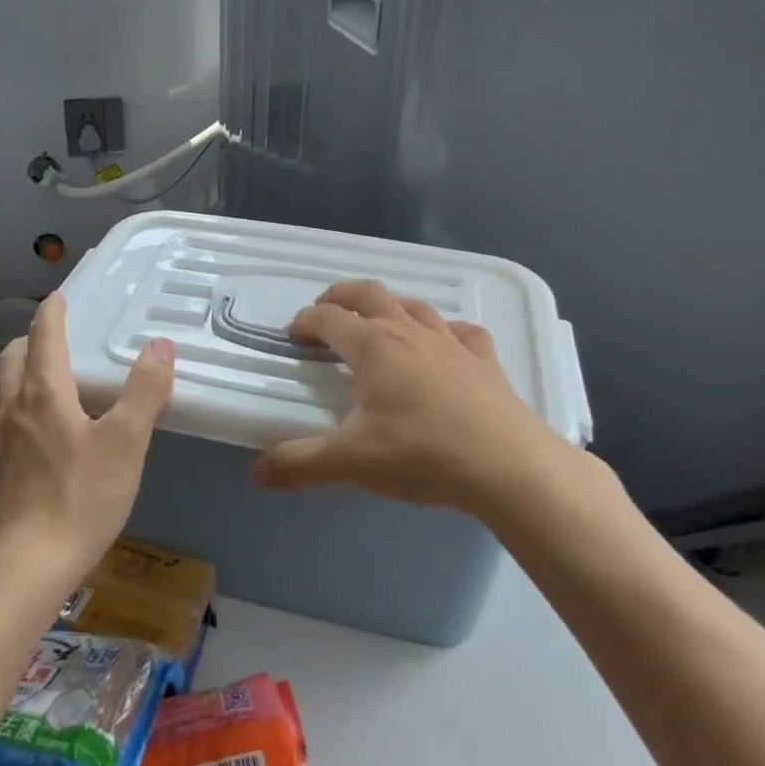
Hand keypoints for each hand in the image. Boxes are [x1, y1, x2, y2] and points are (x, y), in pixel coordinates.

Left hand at [0, 294, 175, 584]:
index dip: (51, 312)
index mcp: (44, 393)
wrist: (21, 570)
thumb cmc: (79, 499)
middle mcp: (12, 409)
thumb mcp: (126, 443)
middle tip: (51, 339)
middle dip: (28, 340)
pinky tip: (25, 436)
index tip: (58, 297)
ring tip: (37, 383)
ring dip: (14, 375)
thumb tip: (159, 345)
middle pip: (11, 359)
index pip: (44, 336)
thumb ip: (144, 391)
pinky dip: (9, 411)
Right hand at [251, 280, 572, 514]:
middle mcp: (408, 332)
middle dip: (342, 296)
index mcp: (372, 346)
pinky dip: (444, 330)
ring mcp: (451, 342)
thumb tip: (257, 471)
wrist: (507, 466)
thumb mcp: (351, 463)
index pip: (328, 319)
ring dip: (389, 306)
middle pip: (369, 294)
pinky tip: (445, 344)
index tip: (293, 334)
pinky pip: (461, 331)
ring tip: (378, 322)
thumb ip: (300, 464)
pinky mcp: (484, 360)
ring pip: (413, 305)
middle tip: (326, 310)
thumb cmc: (421, 455)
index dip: (305, 321)